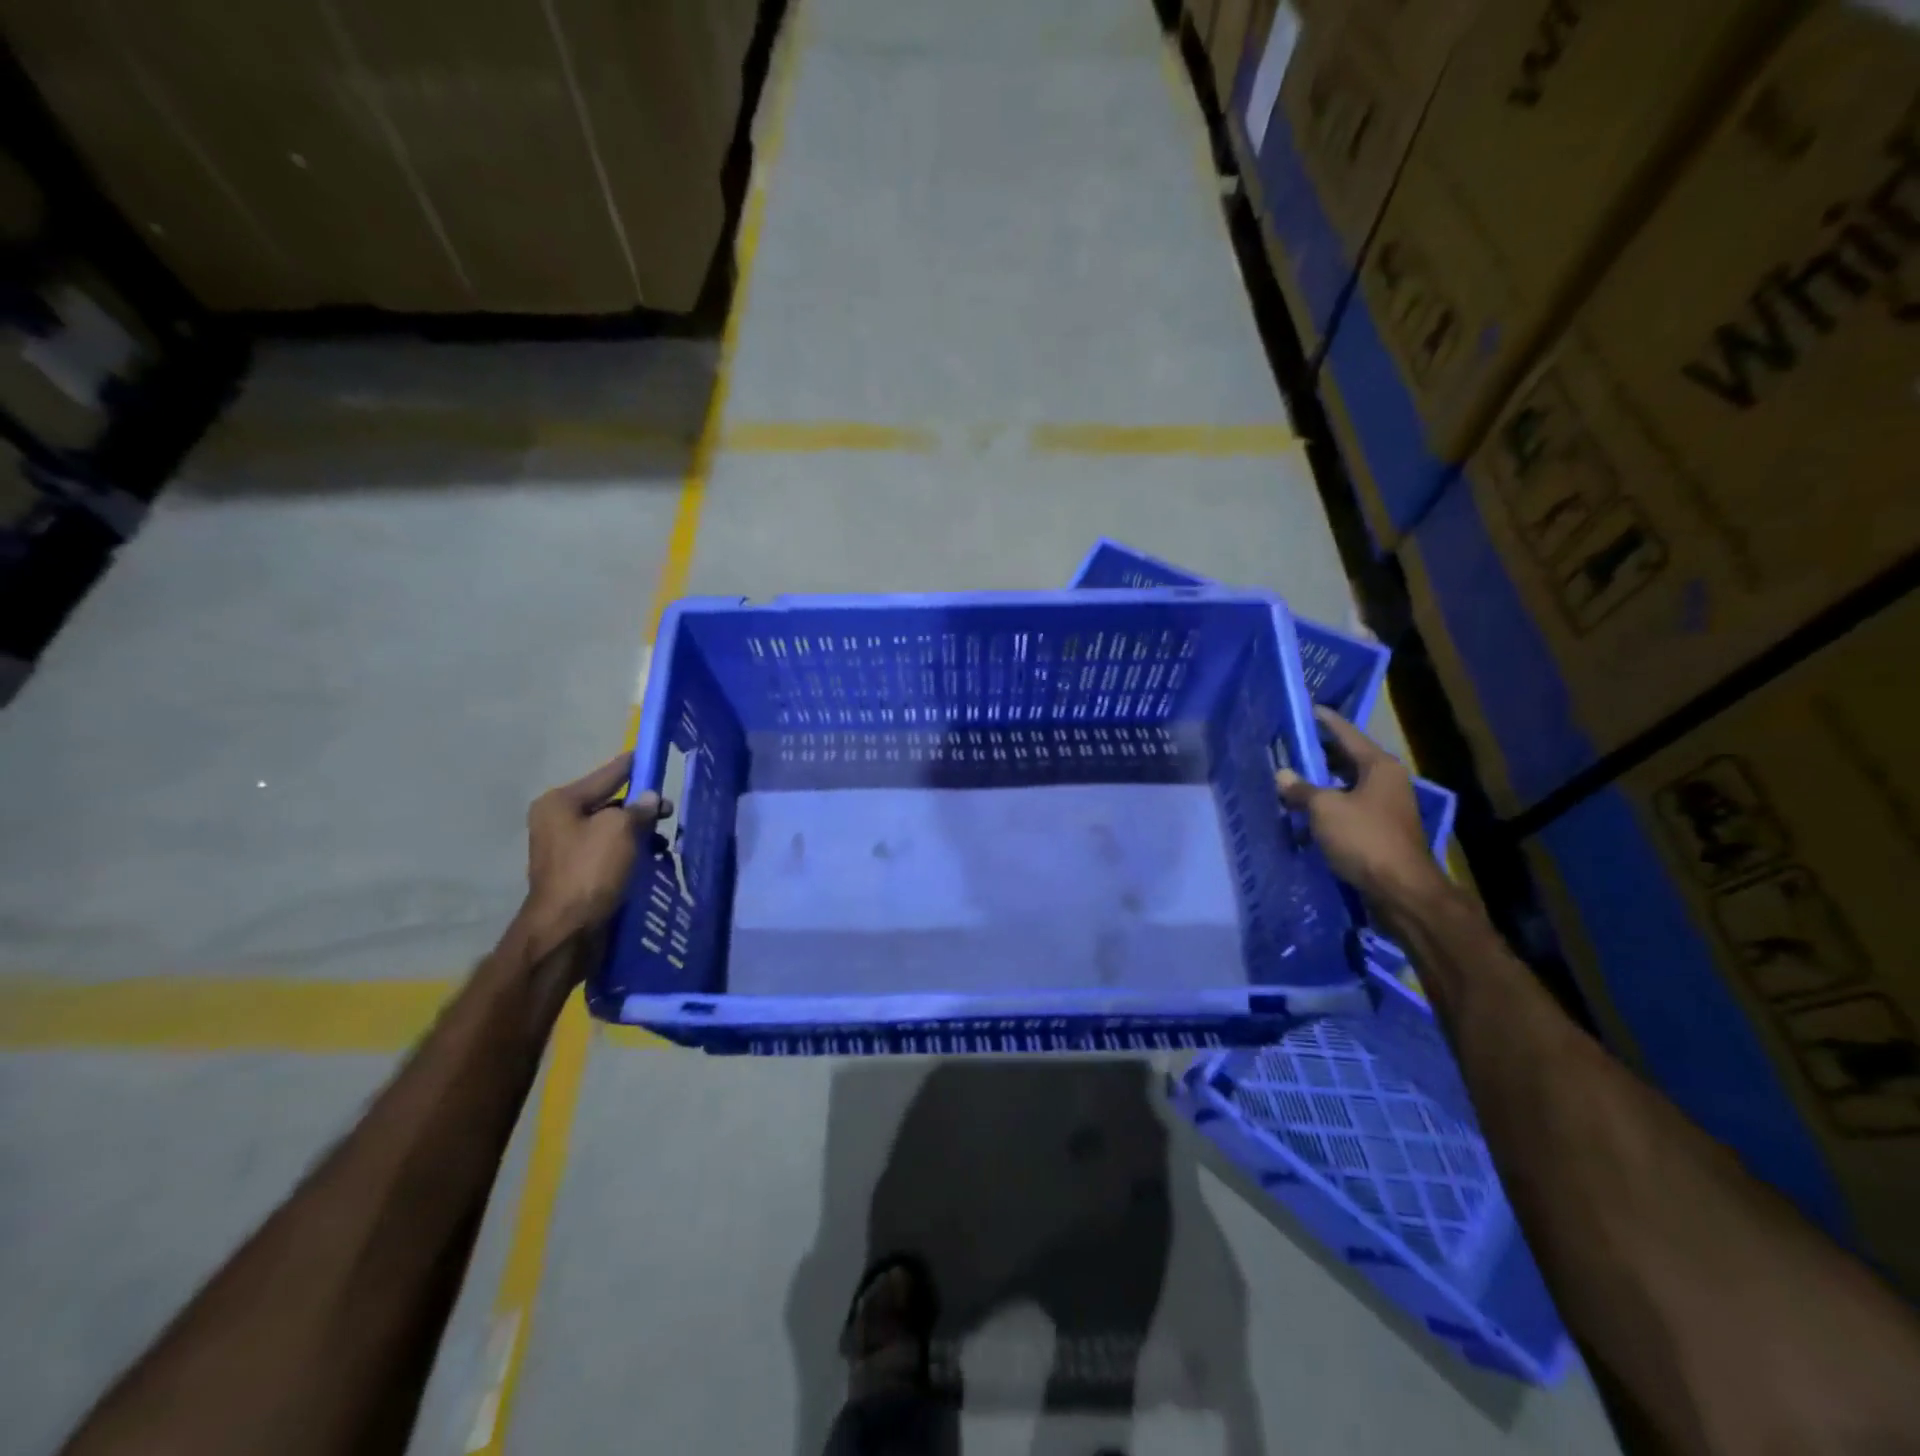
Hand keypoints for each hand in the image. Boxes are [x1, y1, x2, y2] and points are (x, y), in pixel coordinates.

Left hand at [520, 753, 671, 962]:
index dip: (632, 766)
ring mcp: (566, 850)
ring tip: (664, 841)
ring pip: (612, 831)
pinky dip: (631, 854)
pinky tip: (652, 860)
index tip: (652, 754)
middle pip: (609, 804)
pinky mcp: (577, 874)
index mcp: (560, 803)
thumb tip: (650, 799)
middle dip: (641, 807)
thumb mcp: (620, 829)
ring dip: (639, 833)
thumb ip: (638, 809)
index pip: (606, 775)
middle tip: (670, 811)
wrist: (566, 929)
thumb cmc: (590, 869)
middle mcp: (558, 822)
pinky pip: (610, 853)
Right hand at [1277, 706, 1445, 904]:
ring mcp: (1386, 807)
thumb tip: (1282, 775)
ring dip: (1321, 783)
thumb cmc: (1364, 838)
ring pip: (1347, 785)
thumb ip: (1301, 789)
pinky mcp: (1380, 831)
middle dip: (1318, 753)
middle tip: (1288, 744)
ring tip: (1290, 777)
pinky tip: (1305, 812)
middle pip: (1347, 758)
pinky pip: (1348, 808)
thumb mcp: (1325, 809)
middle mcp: (1387, 781)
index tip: (1306, 708)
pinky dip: (1328, 807)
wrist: (1401, 890)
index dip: (1325, 720)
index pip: (1347, 733)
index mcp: (1379, 766)